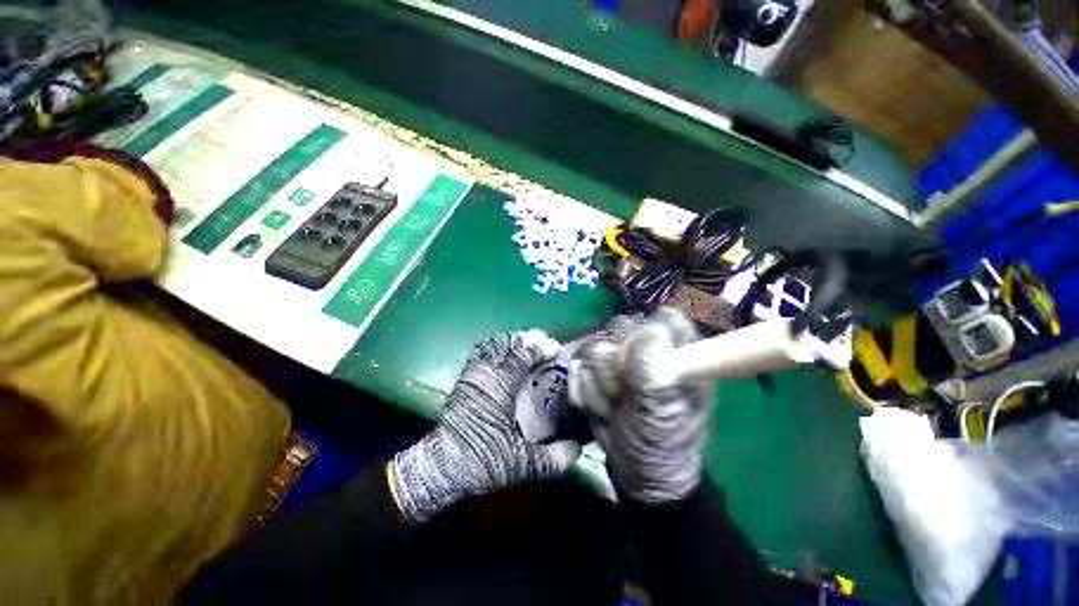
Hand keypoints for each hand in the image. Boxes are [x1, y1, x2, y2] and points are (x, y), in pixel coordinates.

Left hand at [389, 331, 581, 522]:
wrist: (440, 468)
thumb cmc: (481, 461)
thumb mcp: (520, 464)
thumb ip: (551, 459)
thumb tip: (577, 450)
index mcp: (500, 388)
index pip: (521, 356)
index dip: (539, 348)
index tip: (555, 348)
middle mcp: (484, 375)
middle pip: (505, 344)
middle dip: (525, 339)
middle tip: (543, 342)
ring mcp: (471, 375)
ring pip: (490, 346)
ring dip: (510, 341)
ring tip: (525, 344)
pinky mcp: (463, 381)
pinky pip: (480, 353)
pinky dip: (495, 348)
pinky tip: (504, 356)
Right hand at [569, 309, 711, 503]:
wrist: (637, 473)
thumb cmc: (664, 444)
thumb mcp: (664, 412)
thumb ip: (654, 371)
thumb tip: (648, 329)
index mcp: (678, 355)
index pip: (664, 319)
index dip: (647, 333)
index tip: (639, 360)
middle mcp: (648, 352)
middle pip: (622, 327)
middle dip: (614, 361)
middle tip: (621, 389)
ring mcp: (620, 362)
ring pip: (595, 347)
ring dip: (599, 384)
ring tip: (612, 407)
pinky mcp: (598, 374)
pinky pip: (580, 367)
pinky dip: (585, 391)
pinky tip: (599, 409)